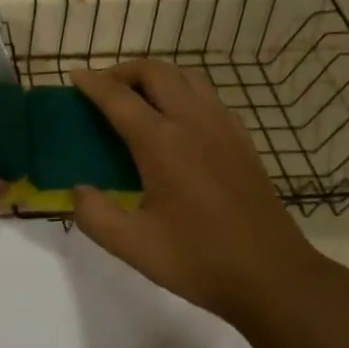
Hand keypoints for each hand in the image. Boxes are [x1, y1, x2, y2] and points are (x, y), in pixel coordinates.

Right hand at [70, 61, 326, 325]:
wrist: (273, 276)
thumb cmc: (200, 260)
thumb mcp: (134, 247)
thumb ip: (95, 216)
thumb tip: (78, 190)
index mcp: (162, 143)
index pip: (118, 98)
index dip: (93, 84)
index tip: (75, 76)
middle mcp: (193, 122)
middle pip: (155, 72)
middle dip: (124, 71)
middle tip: (104, 87)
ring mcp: (223, 127)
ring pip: (186, 76)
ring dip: (157, 76)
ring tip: (138, 96)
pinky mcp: (243, 139)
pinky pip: (208, 96)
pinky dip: (184, 91)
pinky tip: (178, 119)